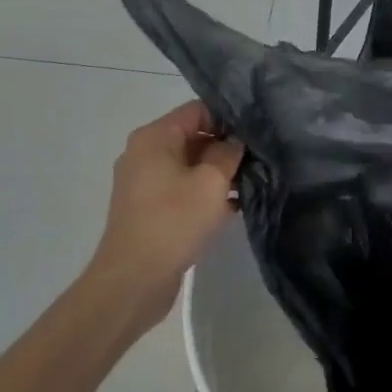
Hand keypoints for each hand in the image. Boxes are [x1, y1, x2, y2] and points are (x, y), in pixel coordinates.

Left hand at [88, 101, 242, 334]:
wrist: (132, 281)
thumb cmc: (173, 222)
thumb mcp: (210, 183)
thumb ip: (228, 154)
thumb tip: (234, 142)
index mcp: (154, 137)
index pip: (198, 110)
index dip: (228, 119)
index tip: (255, 134)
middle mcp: (144, 152)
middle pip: (193, 136)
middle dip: (225, 148)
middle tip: (258, 160)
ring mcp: (144, 182)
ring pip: (189, 165)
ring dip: (218, 174)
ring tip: (251, 184)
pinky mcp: (148, 208)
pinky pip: (181, 189)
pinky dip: (203, 194)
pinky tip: (233, 207)